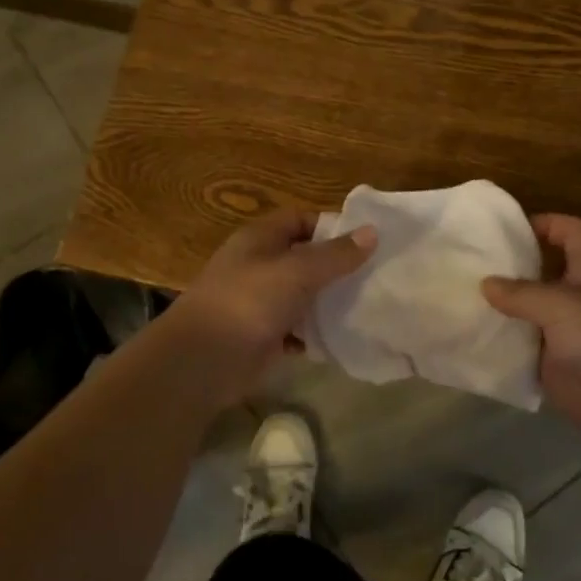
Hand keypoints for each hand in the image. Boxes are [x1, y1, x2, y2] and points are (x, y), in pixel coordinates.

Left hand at [165, 208, 376, 396]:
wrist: (204, 361)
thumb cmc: (249, 301)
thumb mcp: (297, 271)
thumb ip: (335, 254)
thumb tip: (372, 232)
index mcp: (260, 239)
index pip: (301, 219)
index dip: (332, 226)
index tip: (367, 241)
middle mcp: (259, 265)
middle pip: (304, 258)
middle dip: (337, 266)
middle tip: (377, 275)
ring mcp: (259, 302)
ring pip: (303, 295)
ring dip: (329, 301)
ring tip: (369, 306)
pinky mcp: (263, 336)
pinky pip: (297, 330)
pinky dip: (316, 333)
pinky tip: (343, 337)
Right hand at [482, 214, 580, 455]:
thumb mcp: (564, 305)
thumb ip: (523, 293)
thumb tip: (485, 282)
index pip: (571, 233)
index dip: (546, 224)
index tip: (507, 228)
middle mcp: (577, 298)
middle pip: (541, 273)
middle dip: (509, 268)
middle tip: (465, 264)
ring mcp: (564, 334)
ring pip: (527, 314)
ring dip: (499, 310)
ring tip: (455, 300)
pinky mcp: (554, 367)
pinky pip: (521, 352)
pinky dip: (499, 348)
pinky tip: (469, 342)